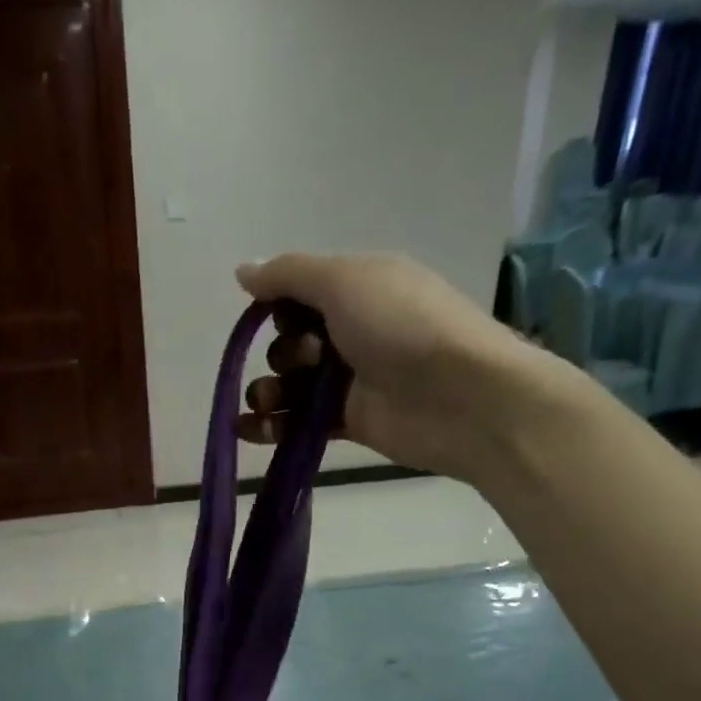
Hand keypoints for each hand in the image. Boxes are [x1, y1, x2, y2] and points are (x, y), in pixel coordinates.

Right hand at [235, 252, 561, 481]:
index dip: (279, 307)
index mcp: (359, 288)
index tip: (274, 318)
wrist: (458, 397)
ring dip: (268, 391)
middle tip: (306, 360)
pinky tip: (247, 430)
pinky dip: (272, 427)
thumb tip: (242, 270)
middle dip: (282, 352)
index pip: (300, 294)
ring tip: (264, 402)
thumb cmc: (401, 326)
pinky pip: (301, 422)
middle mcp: (354, 330)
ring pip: (293, 385)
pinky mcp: (351, 422)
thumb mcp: (343, 280)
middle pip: (293, 342)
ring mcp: (353, 380)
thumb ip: (288, 275)